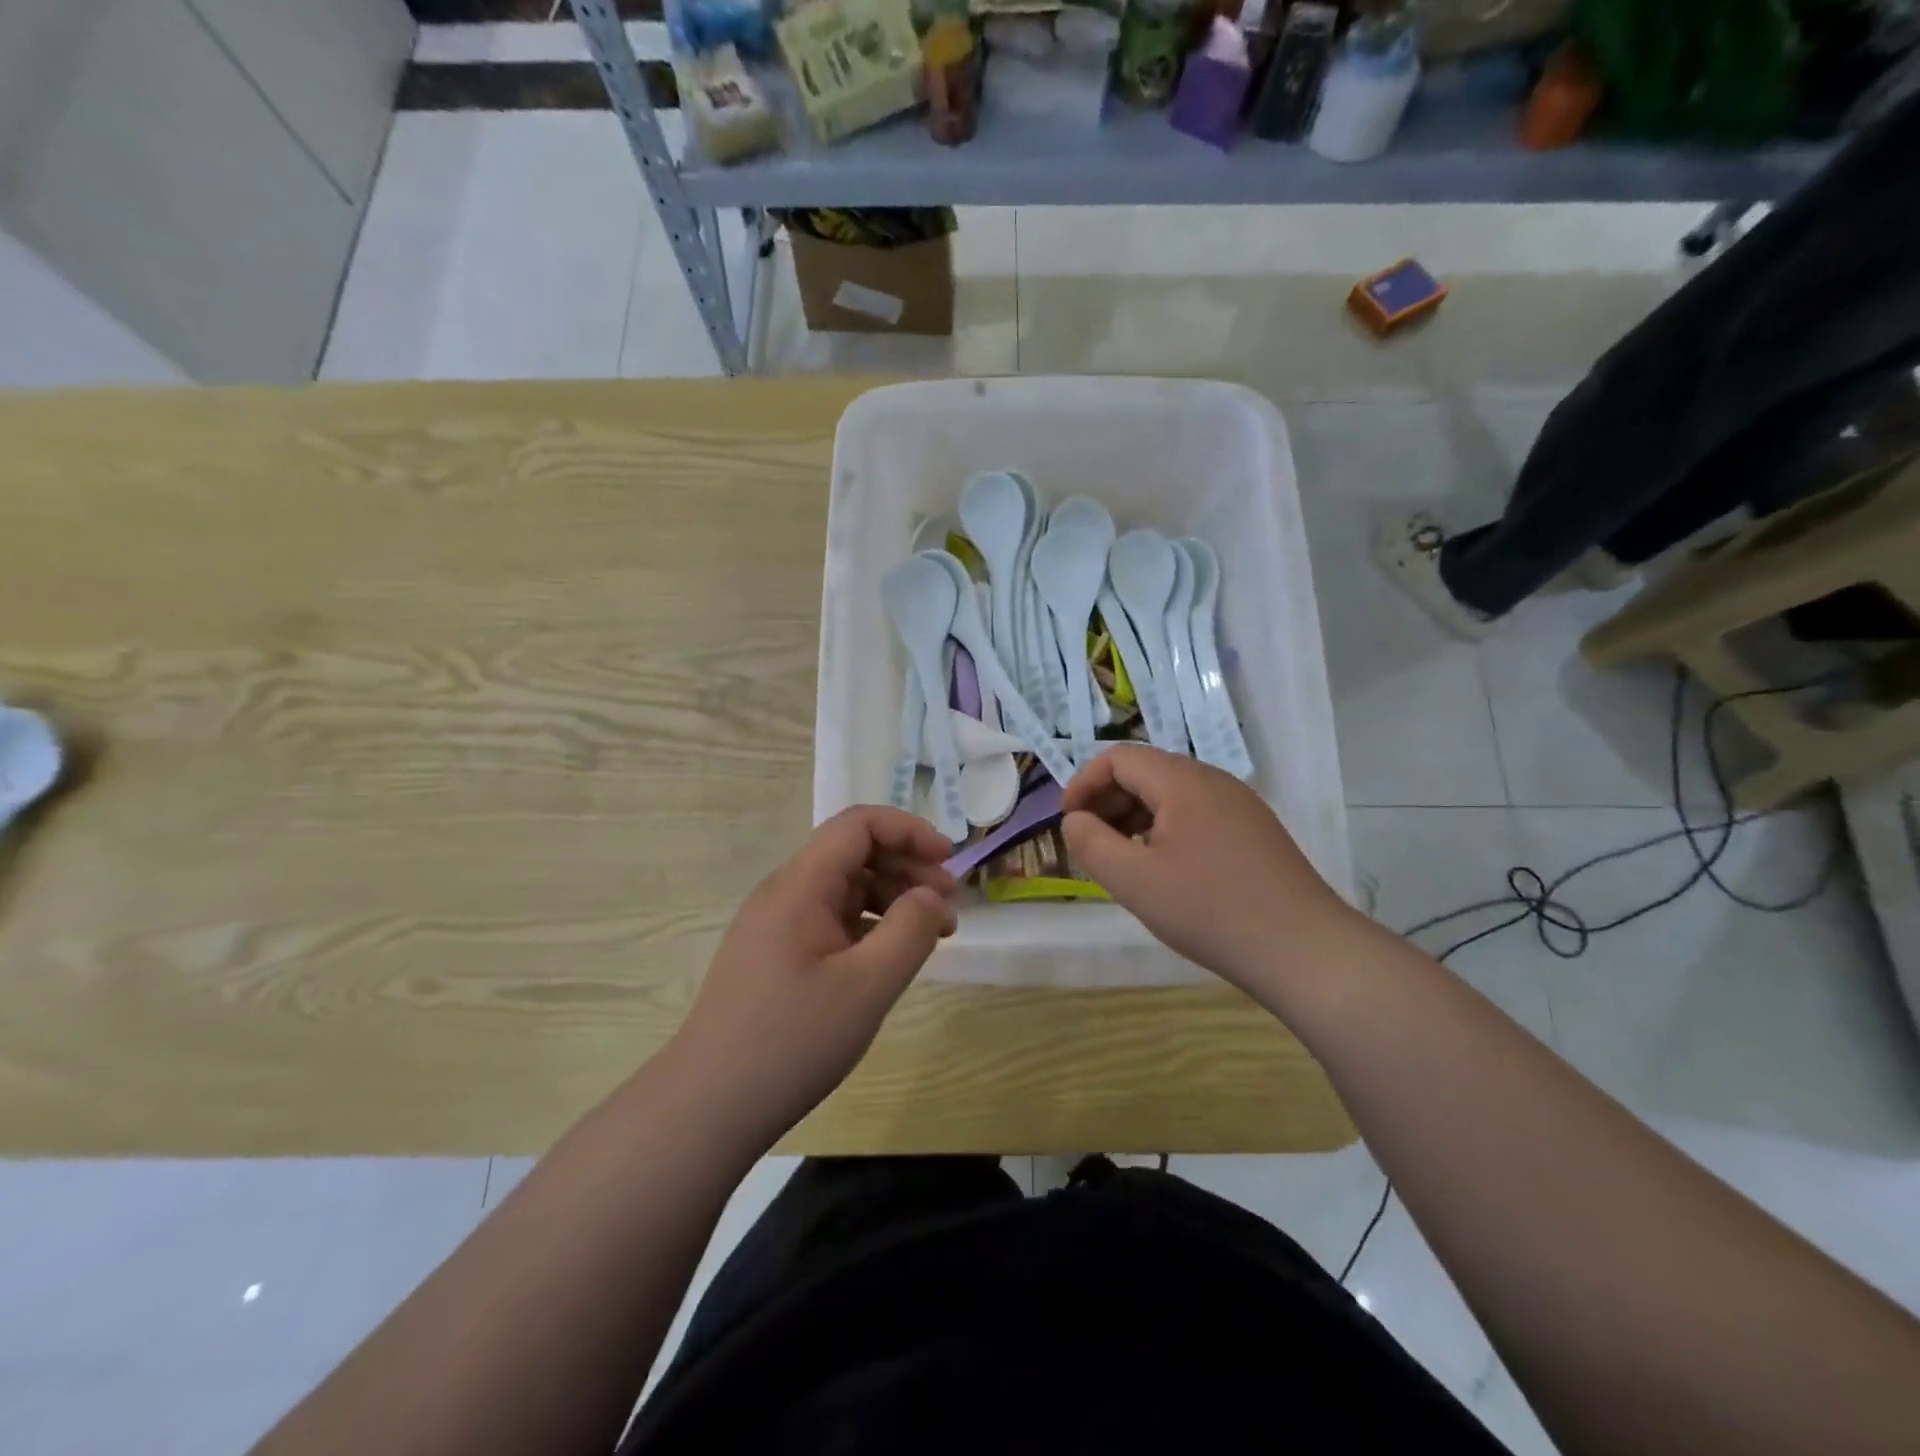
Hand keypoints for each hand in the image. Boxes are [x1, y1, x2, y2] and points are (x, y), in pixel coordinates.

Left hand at [672, 806, 957, 1144]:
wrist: (707, 1108)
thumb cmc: (791, 1041)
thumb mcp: (867, 986)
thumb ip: (910, 930)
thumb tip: (933, 895)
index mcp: (800, 886)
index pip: (858, 824)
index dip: (909, 831)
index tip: (948, 861)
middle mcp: (784, 893)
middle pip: (853, 853)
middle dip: (908, 867)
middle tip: (949, 905)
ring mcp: (776, 925)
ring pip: (844, 888)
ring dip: (892, 899)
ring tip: (932, 935)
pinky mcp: (775, 955)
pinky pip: (831, 920)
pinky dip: (869, 926)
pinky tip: (890, 958)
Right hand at [1062, 745, 1360, 989]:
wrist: (1303, 949)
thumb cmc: (1210, 910)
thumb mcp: (1134, 881)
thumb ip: (1091, 844)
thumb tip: (1075, 821)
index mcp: (1182, 781)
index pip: (1118, 758)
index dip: (1084, 784)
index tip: (1069, 823)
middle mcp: (1213, 780)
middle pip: (1146, 771)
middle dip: (1108, 801)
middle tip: (1091, 844)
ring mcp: (1239, 804)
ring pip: (1172, 794)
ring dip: (1135, 817)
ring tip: (1123, 859)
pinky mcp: (1254, 830)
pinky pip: (1197, 813)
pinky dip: (1166, 829)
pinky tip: (1165, 869)